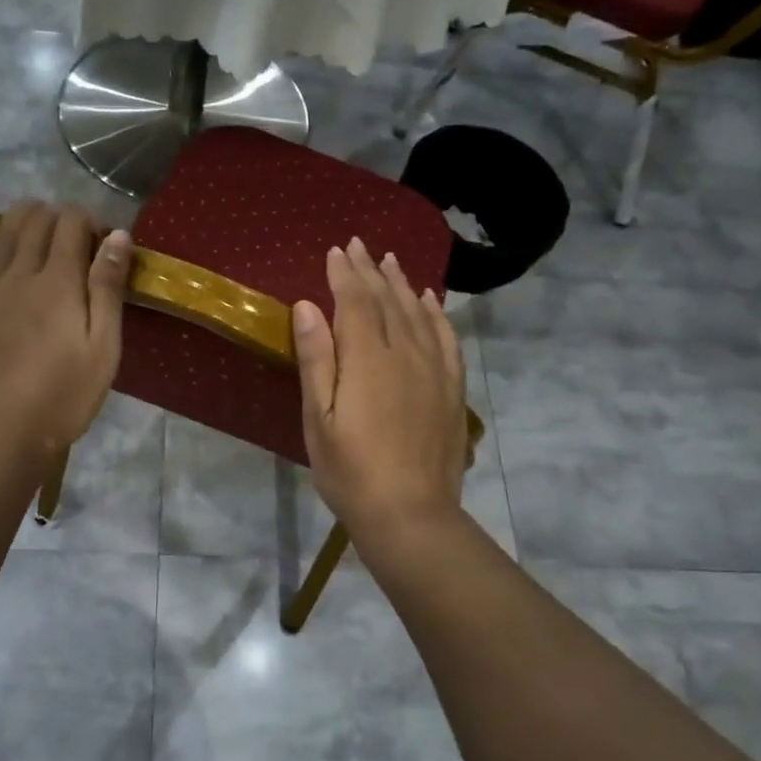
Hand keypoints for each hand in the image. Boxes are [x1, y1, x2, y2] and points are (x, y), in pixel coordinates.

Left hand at [0, 203, 131, 458]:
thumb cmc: (63, 396)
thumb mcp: (102, 348)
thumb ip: (107, 289)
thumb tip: (117, 236)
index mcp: (57, 281)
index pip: (72, 223)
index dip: (92, 220)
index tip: (107, 244)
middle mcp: (18, 272)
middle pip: (37, 221)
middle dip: (62, 216)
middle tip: (80, 240)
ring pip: (2, 230)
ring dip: (25, 216)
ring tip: (41, 219)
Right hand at [293, 236, 467, 537]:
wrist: (411, 514)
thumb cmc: (351, 471)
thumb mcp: (320, 419)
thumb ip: (317, 359)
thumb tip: (309, 306)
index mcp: (368, 359)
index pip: (356, 302)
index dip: (345, 275)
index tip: (336, 251)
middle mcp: (405, 354)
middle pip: (388, 301)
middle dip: (371, 271)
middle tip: (360, 246)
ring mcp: (434, 370)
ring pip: (419, 314)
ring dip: (403, 284)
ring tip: (391, 262)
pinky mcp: (451, 389)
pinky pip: (446, 338)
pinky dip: (436, 314)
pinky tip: (430, 302)